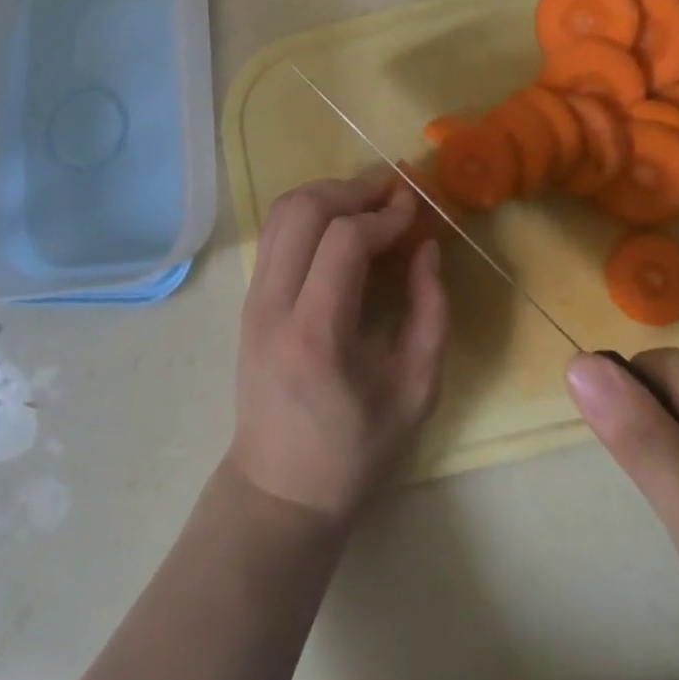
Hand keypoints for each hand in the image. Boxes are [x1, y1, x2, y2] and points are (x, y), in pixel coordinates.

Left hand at [230, 169, 449, 522]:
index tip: (414, 211)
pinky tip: (340, 223)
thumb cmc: (355, 451)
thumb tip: (426, 247)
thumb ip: (430, 313)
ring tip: (368, 202)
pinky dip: (309, 211)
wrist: (279, 490)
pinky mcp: (248, 298)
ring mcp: (252, 299)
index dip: (384, 215)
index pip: (344, 241)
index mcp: (316, 336)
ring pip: (282, 211)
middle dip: (353, 189)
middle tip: (391, 194)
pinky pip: (275, 231)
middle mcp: (273, 306)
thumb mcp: (415, 392)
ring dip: (328, 193)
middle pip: (304, 209)